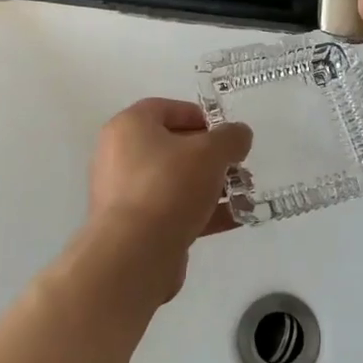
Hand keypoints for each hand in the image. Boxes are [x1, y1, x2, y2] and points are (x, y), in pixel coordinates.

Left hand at [82, 98, 252, 302]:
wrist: (134, 254)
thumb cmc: (169, 186)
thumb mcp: (210, 152)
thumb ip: (231, 137)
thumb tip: (239, 135)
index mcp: (129, 127)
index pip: (166, 109)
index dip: (200, 117)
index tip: (226, 134)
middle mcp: (120, 155)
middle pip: (172, 147)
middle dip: (209, 156)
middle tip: (237, 165)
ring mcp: (124, 194)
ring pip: (174, 181)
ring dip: (209, 186)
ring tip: (242, 194)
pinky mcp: (133, 227)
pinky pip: (171, 210)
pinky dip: (200, 212)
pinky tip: (233, 219)